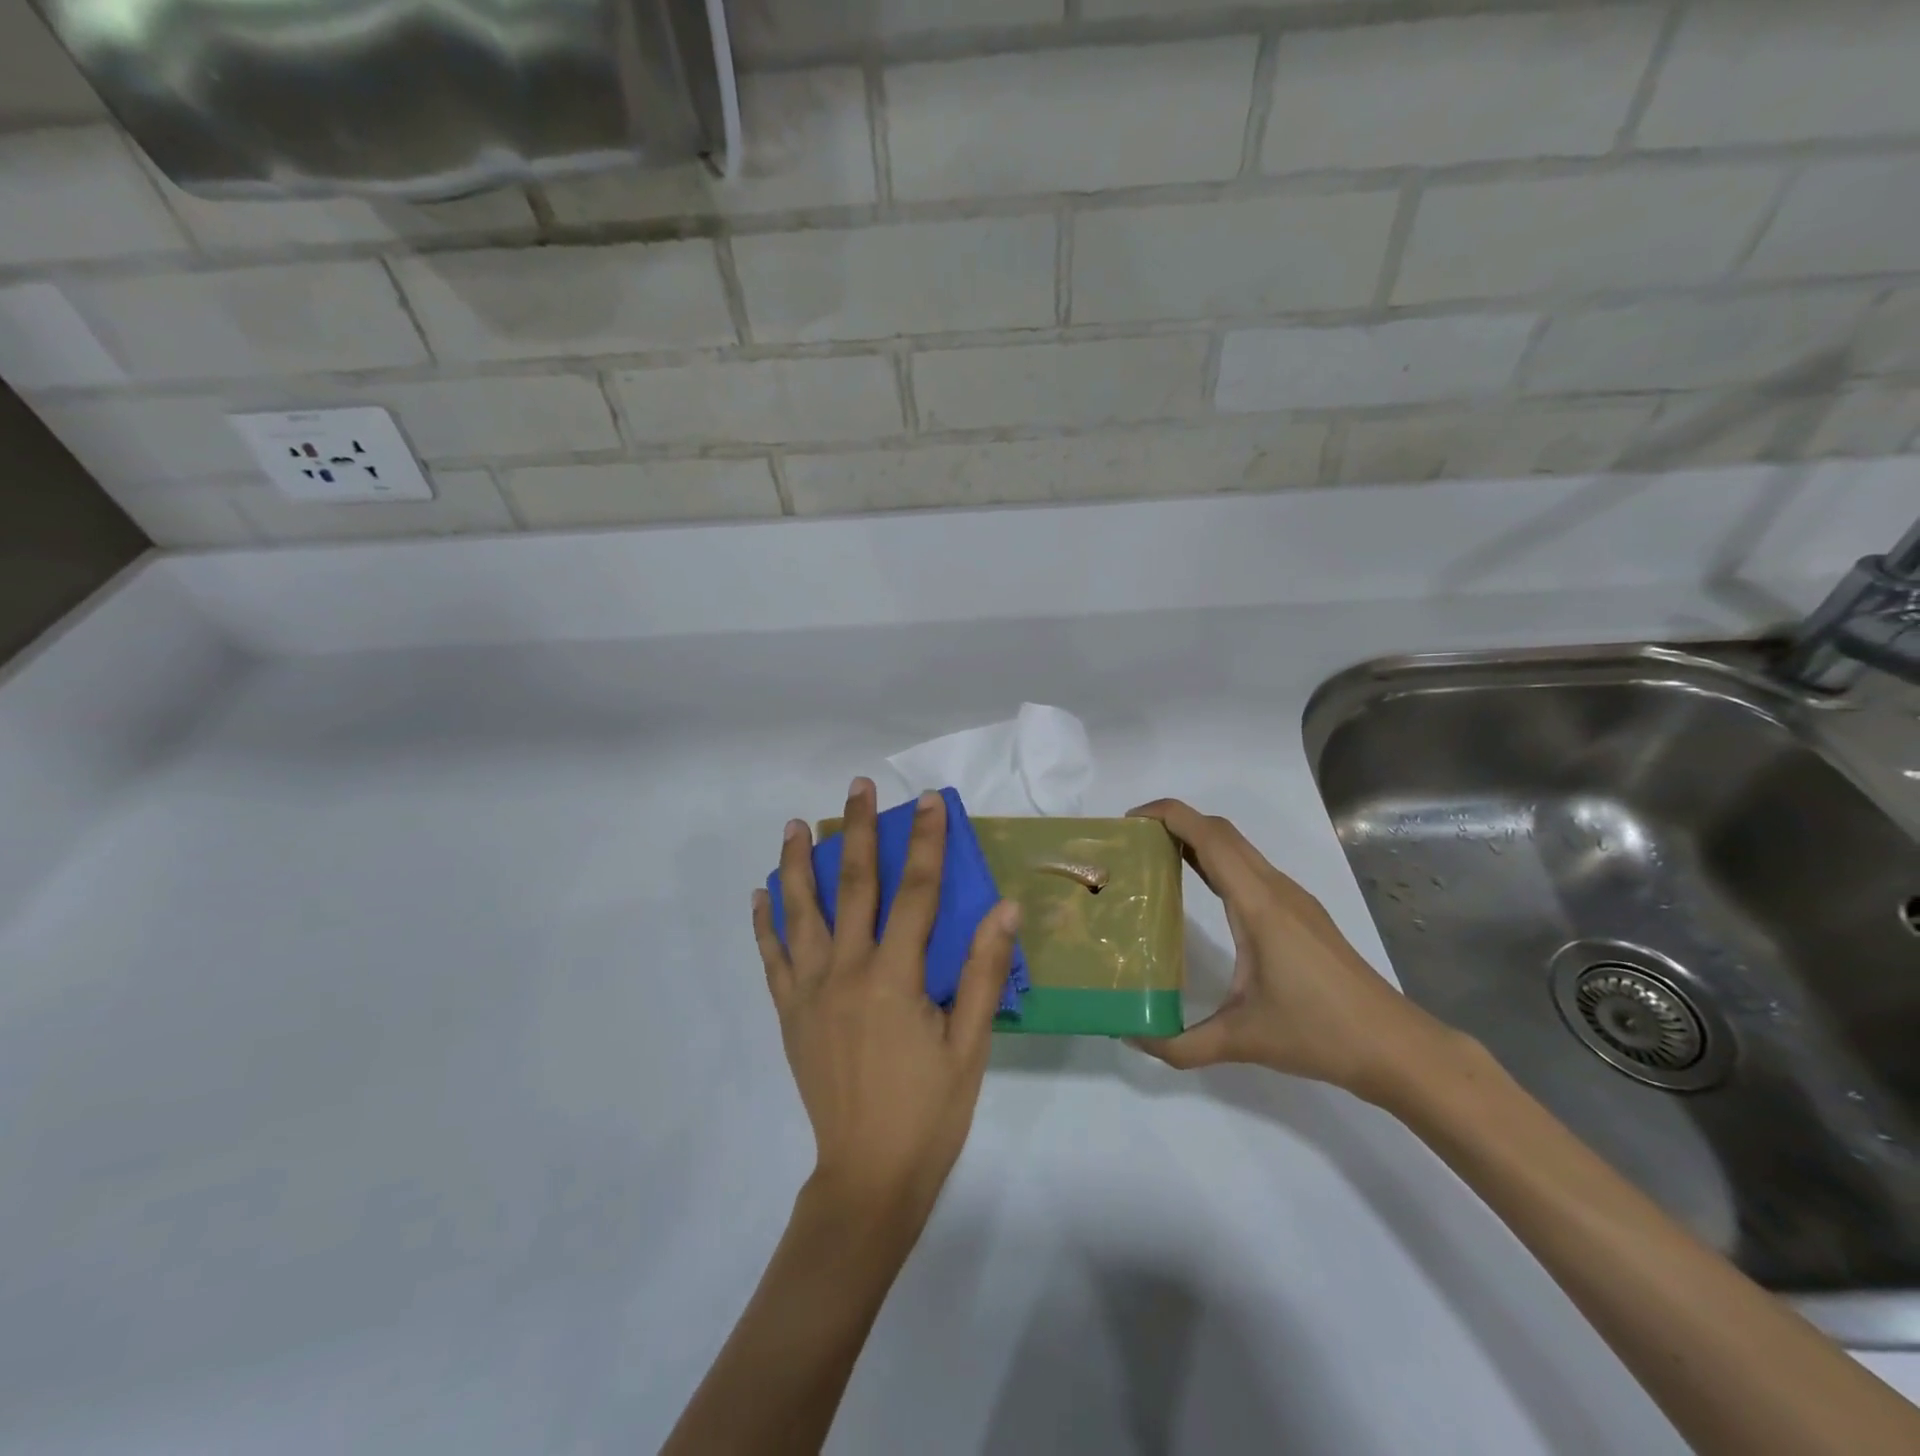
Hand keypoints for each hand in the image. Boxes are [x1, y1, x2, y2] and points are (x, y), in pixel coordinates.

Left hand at [753, 779, 1021, 1229]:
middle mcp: (847, 971)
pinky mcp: (789, 1013)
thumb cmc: (929, 1111)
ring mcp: (811, 990)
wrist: (868, 1176)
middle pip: (853, 886)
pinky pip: (772, 957)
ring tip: (796, 824)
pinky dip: (765, 922)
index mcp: (895, 977)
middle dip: (858, 831)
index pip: (916, 892)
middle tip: (856, 787)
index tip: (926, 800)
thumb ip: (981, 972)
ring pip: (801, 912)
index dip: (924, 841)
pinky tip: (759, 895)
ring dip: (798, 863)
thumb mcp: (969, 1045)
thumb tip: (1004, 908)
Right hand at [1127, 799, 1458, 1102]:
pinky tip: (1200, 891)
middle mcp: (1275, 889)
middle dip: (1175, 822)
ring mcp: (1293, 899)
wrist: (1395, 1047)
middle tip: (1133, 842)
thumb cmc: (1320, 1033)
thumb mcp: (1242, 1042)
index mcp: (1258, 905)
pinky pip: (1250, 869)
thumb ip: (1180, 1045)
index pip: (1210, 837)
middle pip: (1222, 831)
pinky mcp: (1301, 914)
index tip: (1130, 821)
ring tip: (1155, 860)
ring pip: (1238, 848)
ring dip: (1197, 840)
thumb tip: (1130, 1037)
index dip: (1169, 815)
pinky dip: (1217, 862)